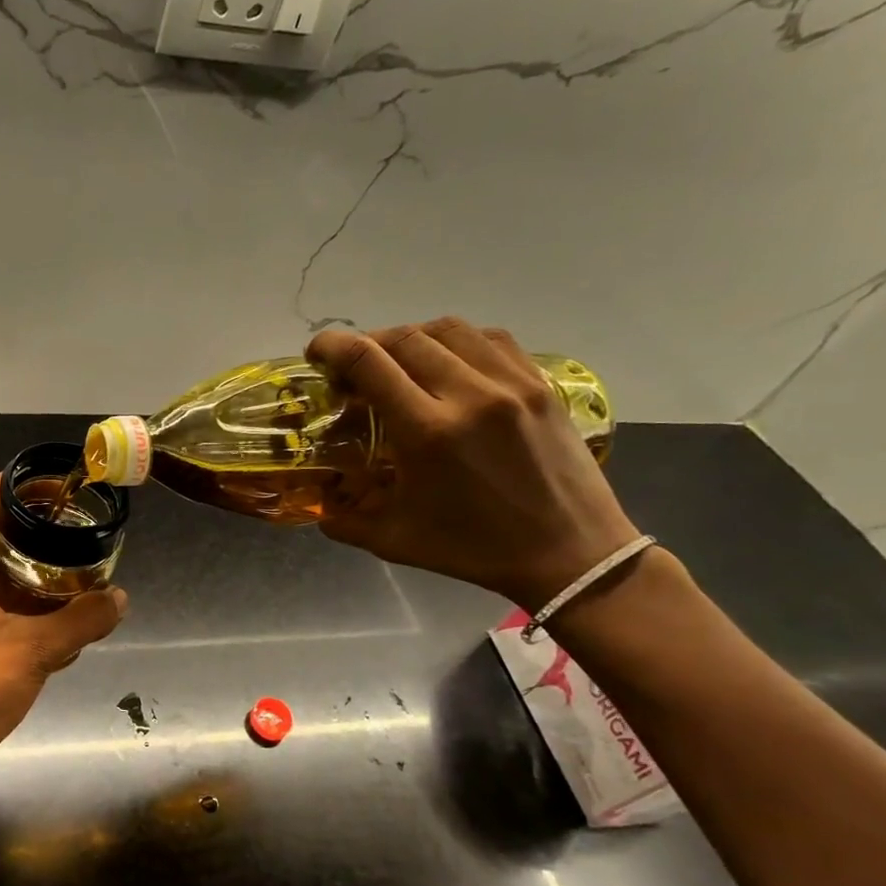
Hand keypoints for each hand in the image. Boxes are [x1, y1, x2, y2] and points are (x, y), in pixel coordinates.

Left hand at [0, 475, 126, 795]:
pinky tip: (39, 609)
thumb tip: (121, 598)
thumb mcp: (36, 650)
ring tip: (62, 563)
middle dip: (25, 524)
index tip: (60, 489)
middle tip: (70, 526)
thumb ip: (82, 619)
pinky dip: (3, 591)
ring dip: (16, 561)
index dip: (20, 485)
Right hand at [306, 318, 641, 609]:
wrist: (570, 555)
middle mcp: (469, 395)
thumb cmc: (474, 550)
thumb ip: (342, 520)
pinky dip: (456, 341)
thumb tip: (316, 503)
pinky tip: (447, 363)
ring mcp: (511, 384)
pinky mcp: (540, 384)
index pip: (367, 361)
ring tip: (397, 361)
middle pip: (403, 337)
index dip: (332, 347)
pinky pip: (489, 339)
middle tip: (352, 367)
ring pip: (447, 329)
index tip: (316, 354)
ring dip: (410, 337)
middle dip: (366, 343)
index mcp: (427, 432)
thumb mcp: (393, 540)